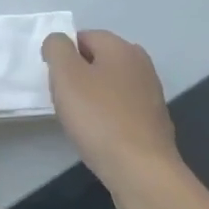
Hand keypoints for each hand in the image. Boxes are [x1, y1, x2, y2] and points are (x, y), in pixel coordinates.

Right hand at [43, 30, 184, 208]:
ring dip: (91, 98)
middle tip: (64, 101)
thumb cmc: (99, 118)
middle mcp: (140, 64)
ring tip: (80, 122)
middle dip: (76, 77)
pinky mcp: (153, 122)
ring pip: (108, 86)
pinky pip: (120, 109)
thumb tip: (58, 42)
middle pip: (96, 61)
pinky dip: (107, 117)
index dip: (63, 56)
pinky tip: (99, 136)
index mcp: (121, 47)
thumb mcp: (66, 75)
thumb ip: (57, 48)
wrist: (142, 172)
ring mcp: (150, 94)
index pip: (82, 37)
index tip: (55, 82)